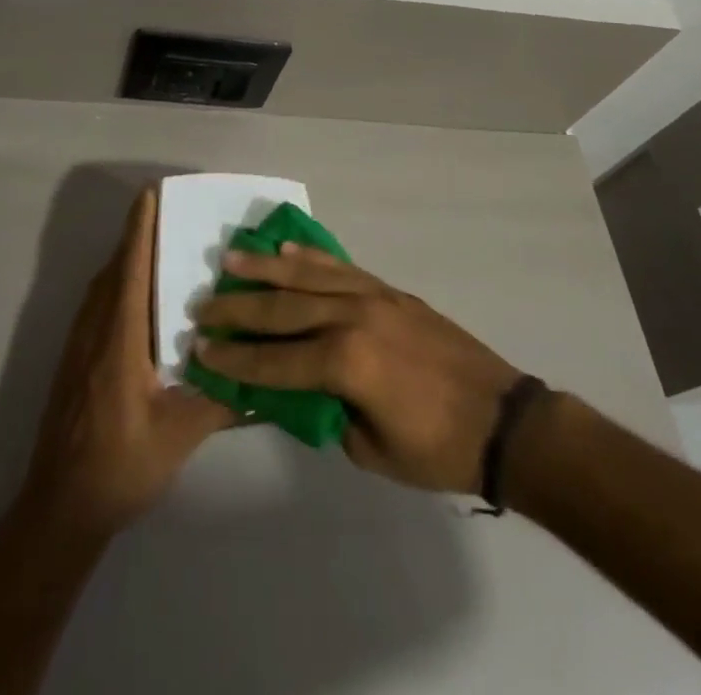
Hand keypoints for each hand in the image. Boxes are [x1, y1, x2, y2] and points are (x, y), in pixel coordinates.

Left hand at [21, 185, 237, 536]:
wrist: (59, 510)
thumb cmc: (120, 466)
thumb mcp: (181, 434)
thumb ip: (223, 399)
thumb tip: (266, 374)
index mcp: (120, 340)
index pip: (131, 270)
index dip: (139, 230)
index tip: (150, 194)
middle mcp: (95, 332)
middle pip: (115, 270)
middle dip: (137, 236)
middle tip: (168, 212)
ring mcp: (79, 346)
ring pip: (102, 287)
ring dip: (126, 259)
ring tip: (159, 245)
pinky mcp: (75, 362)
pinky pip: (97, 305)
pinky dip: (117, 284)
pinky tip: (141, 298)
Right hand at [192, 246, 522, 493]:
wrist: (500, 417)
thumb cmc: (436, 447)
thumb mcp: (370, 450)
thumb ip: (326, 414)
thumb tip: (295, 391)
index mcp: (346, 362)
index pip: (275, 359)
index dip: (235, 359)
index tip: (200, 350)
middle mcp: (352, 317)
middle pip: (282, 308)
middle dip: (238, 308)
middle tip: (202, 304)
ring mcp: (373, 296)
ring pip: (307, 276)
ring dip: (265, 268)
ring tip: (230, 259)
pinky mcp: (389, 289)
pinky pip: (340, 267)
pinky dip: (309, 257)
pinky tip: (285, 249)